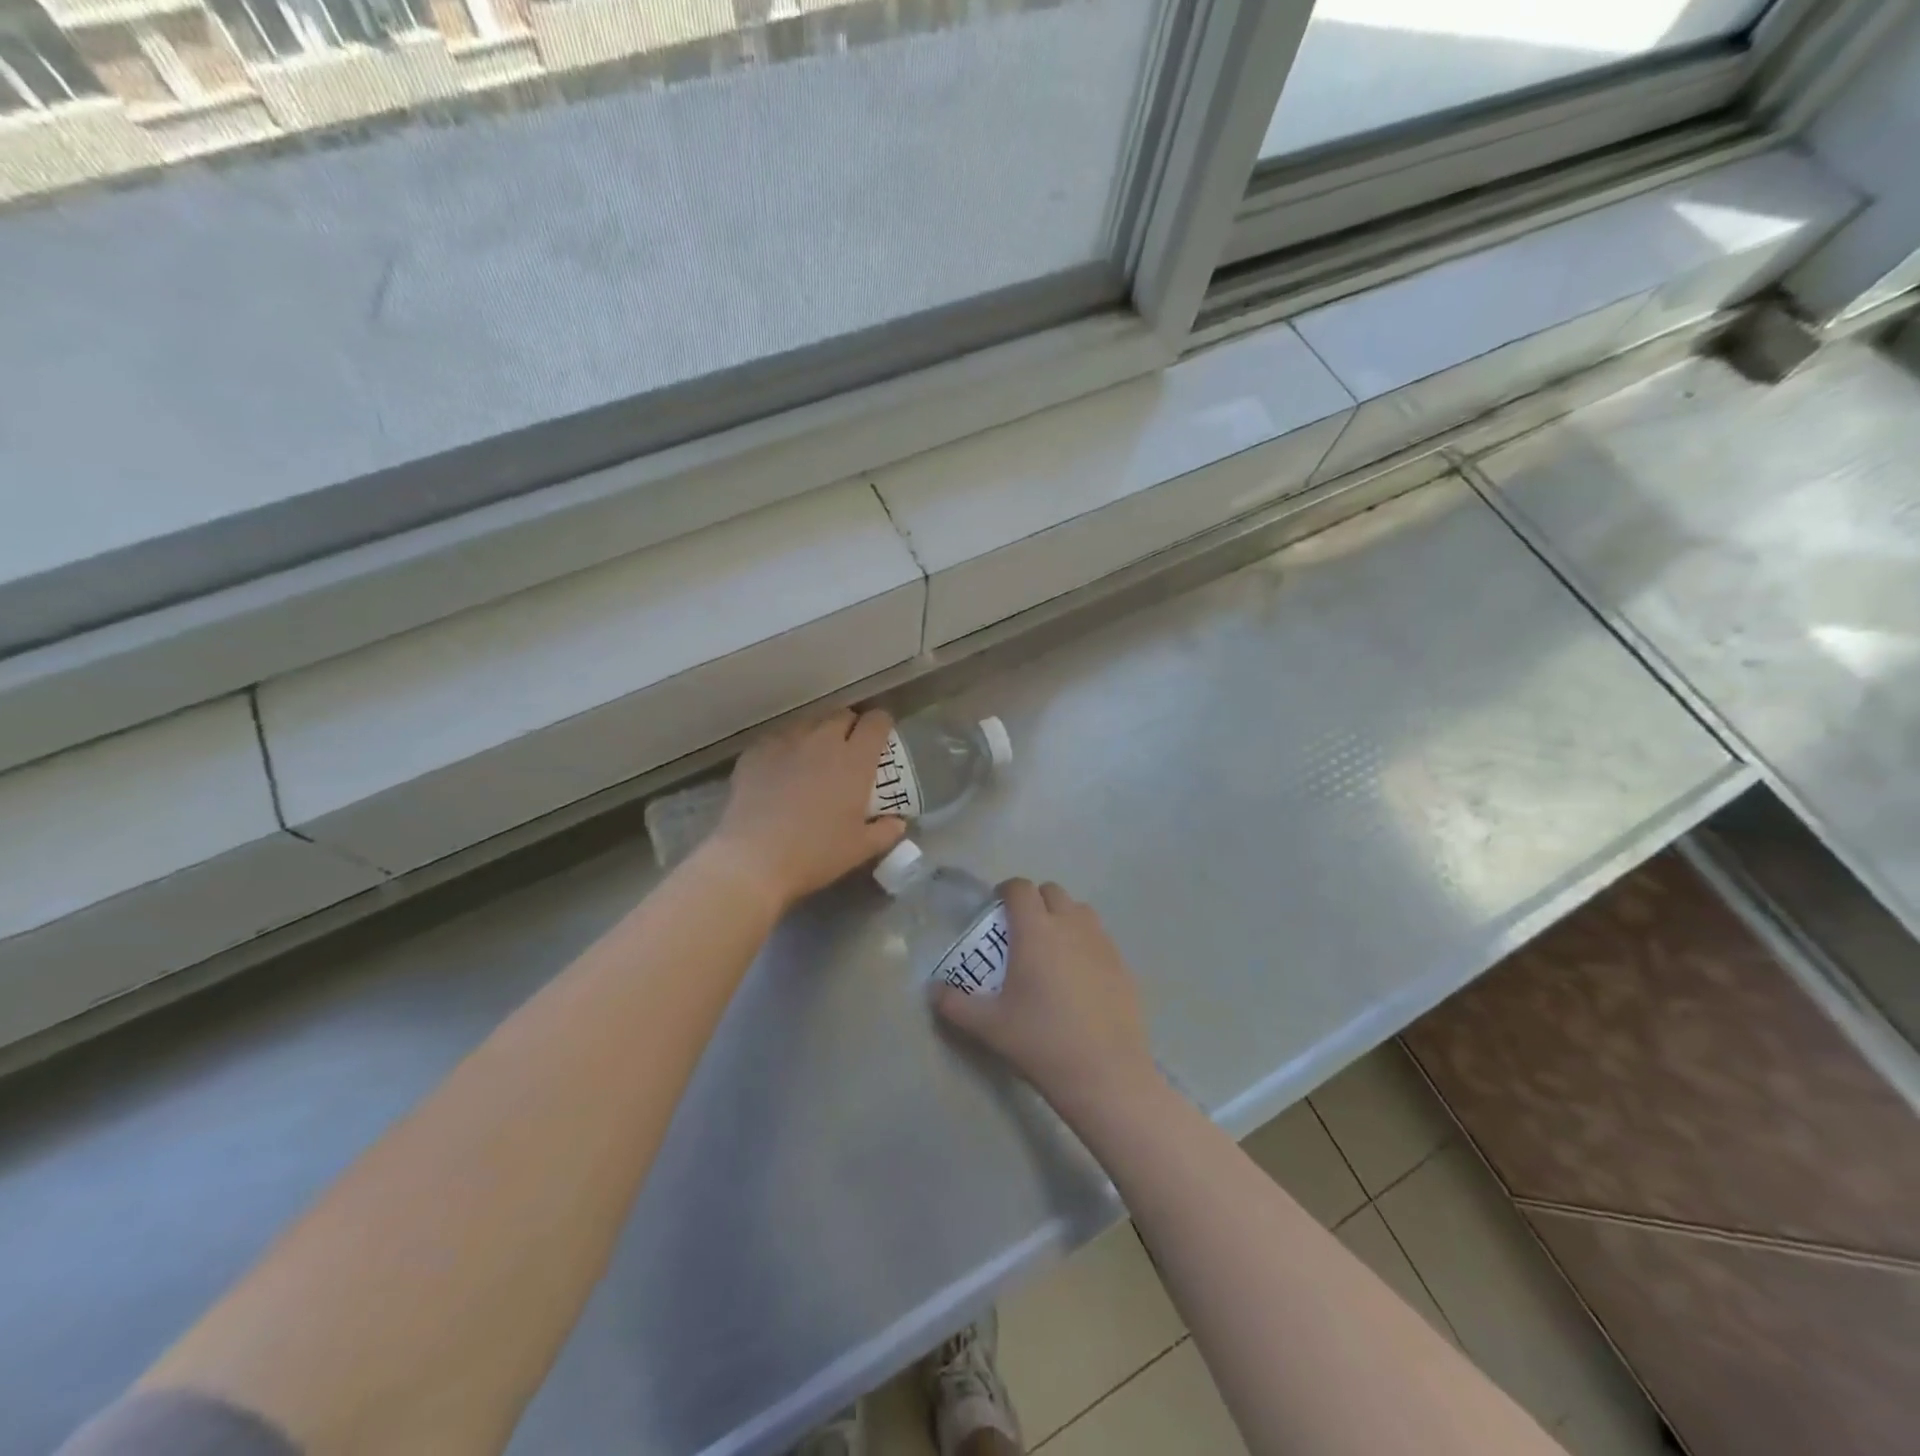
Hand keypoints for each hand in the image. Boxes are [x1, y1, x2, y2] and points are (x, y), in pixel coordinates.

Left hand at [706, 709, 907, 910]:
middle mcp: (822, 741)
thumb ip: (885, 831)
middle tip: (849, 753)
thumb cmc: (815, 854)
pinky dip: (787, 748)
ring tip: (814, 759)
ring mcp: (786, 742)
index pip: (876, 721)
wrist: (753, 859)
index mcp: (855, 760)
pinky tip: (781, 771)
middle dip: (850, 727)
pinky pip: (778, 738)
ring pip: (809, 723)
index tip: (880, 740)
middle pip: (843, 715)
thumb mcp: (860, 848)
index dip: (881, 725)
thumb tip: (898, 822)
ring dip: (818, 735)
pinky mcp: (756, 751)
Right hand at [935, 879, 1161, 1119]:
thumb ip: (955, 1004)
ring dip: (1062, 917)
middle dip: (1035, 901)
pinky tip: (1078, 977)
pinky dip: (1085, 942)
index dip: (1006, 891)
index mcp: (1036, 931)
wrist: (1106, 1074)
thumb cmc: (1041, 1042)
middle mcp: (1071, 926)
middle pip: (1052, 892)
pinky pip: (1100, 938)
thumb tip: (933, 990)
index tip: (996, 907)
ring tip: (1051, 949)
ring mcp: (1102, 943)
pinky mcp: (1123, 964)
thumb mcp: (989, 1026)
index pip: (1020, 888)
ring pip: (1080, 911)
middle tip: (1021, 930)